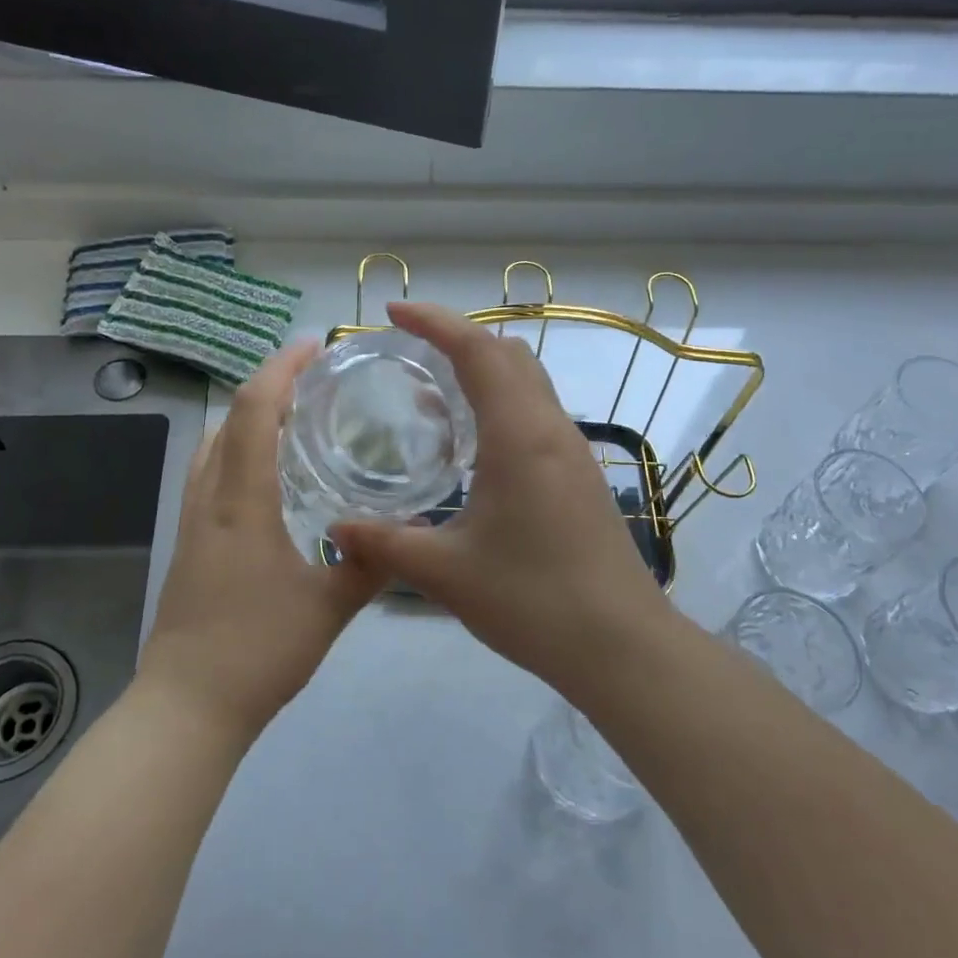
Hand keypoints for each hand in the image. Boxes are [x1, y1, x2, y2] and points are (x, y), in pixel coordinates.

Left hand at [139, 339, 385, 741]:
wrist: (187, 705)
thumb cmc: (258, 651)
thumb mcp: (329, 608)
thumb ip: (369, 566)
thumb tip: (407, 534)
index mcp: (242, 502)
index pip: (253, 412)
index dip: (280, 370)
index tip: (312, 348)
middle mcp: (209, 499)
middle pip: (227, 419)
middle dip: (266, 386)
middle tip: (312, 382)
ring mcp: (192, 522)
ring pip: (212, 446)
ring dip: (246, 418)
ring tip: (292, 419)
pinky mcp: (188, 544)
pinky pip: (209, 475)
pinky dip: (235, 451)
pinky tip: (268, 478)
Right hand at [334, 303, 672, 691]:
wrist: (620, 645)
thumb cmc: (532, 600)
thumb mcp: (445, 573)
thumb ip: (385, 544)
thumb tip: (336, 529)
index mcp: (519, 434)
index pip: (477, 350)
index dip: (434, 321)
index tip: (392, 313)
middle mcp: (551, 429)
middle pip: (507, 353)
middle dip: (457, 337)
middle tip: (408, 350)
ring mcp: (572, 451)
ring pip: (527, 382)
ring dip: (482, 370)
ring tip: (431, 392)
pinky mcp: (580, 476)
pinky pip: (536, 414)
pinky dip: (501, 403)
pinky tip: (471, 445)